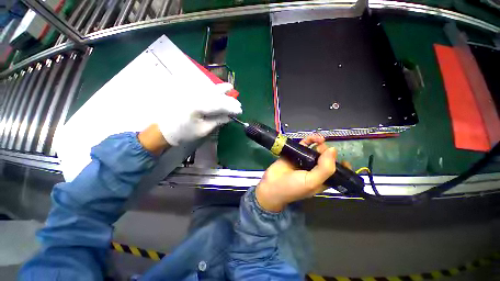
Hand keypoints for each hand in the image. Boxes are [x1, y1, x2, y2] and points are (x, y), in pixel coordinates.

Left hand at [157, 82, 241, 145]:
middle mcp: (195, 95)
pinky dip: (212, 89)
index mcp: (199, 106)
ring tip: (231, 88)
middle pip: (217, 95)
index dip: (232, 108)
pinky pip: (202, 88)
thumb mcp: (203, 130)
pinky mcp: (187, 93)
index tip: (240, 111)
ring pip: (210, 88)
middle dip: (229, 100)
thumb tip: (229, 117)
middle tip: (238, 104)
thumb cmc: (184, 132)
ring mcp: (190, 92)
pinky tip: (217, 89)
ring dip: (222, 89)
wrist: (163, 129)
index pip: (221, 104)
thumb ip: (217, 121)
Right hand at [256, 135, 336, 211]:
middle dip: (327, 152)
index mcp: (321, 180)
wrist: (271, 185)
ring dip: (319, 143)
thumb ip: (325, 168)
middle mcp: (313, 169)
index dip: (341, 166)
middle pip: (325, 158)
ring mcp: (303, 161)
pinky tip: (313, 138)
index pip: (336, 173)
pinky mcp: (294, 154)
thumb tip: (333, 150)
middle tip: (323, 149)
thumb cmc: (292, 187)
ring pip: (314, 150)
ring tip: (319, 139)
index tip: (343, 159)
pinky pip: (303, 145)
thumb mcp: (311, 182)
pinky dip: (309, 140)